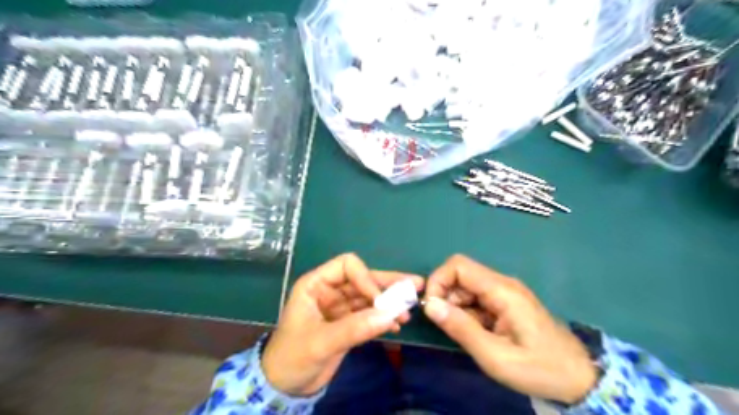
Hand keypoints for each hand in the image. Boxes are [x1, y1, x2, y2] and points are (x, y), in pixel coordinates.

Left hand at [262, 252, 421, 395]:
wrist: (285, 386)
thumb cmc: (292, 357)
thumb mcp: (321, 342)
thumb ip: (354, 328)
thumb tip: (390, 314)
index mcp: (316, 284)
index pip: (347, 266)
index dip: (366, 278)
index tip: (381, 301)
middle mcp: (330, 291)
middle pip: (363, 279)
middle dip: (388, 284)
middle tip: (415, 286)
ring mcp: (341, 307)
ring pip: (369, 296)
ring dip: (389, 302)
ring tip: (409, 310)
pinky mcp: (348, 322)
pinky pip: (370, 314)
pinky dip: (384, 317)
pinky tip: (396, 325)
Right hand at [421, 255, 599, 403]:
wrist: (579, 378)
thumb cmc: (539, 369)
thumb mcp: (495, 356)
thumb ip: (461, 328)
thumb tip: (429, 305)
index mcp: (502, 290)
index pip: (459, 266)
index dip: (439, 281)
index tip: (432, 307)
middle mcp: (502, 284)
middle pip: (461, 275)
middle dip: (446, 297)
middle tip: (449, 327)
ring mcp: (505, 293)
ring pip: (466, 287)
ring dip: (456, 307)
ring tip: (466, 335)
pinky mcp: (506, 303)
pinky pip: (477, 299)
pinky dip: (467, 313)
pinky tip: (477, 334)